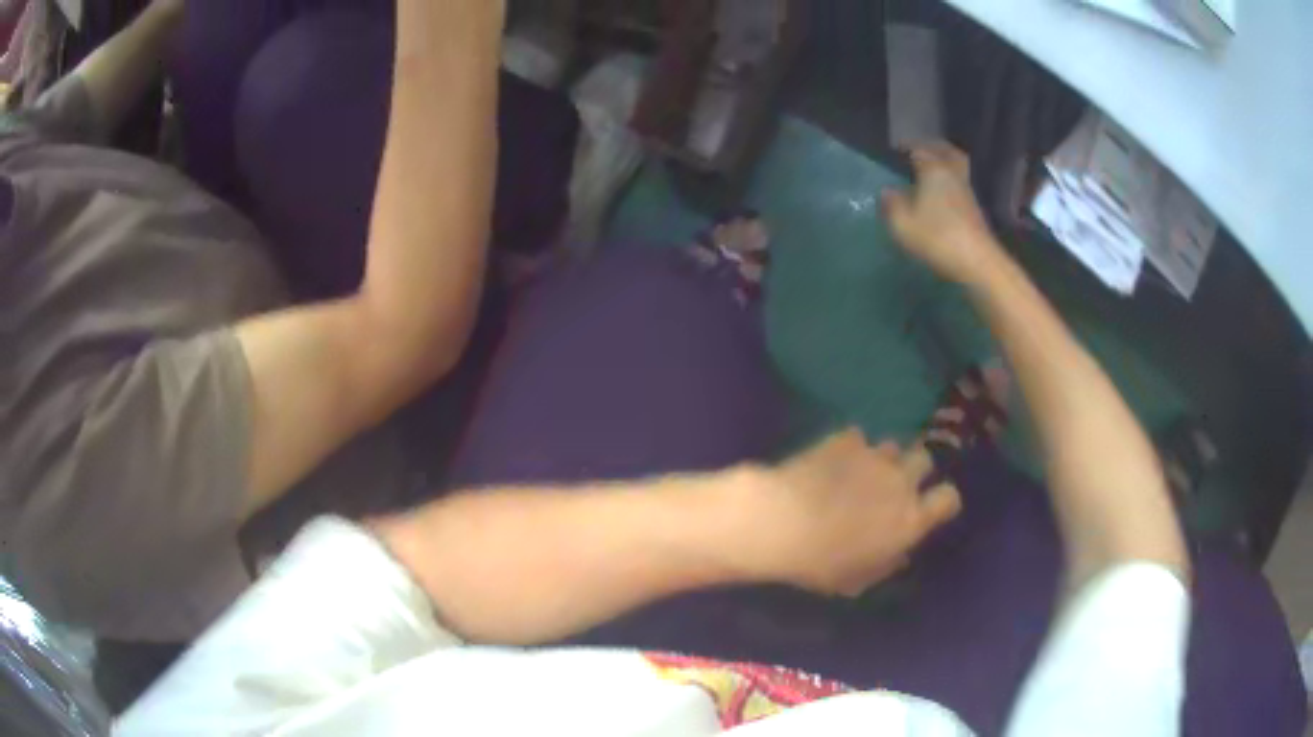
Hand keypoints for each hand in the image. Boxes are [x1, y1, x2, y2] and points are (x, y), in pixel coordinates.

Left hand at [736, 429, 961, 596]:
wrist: (783, 523)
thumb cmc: (821, 563)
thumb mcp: (856, 579)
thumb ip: (885, 564)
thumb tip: (900, 554)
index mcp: (911, 519)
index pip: (949, 498)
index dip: (942, 501)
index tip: (929, 508)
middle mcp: (901, 482)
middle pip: (925, 460)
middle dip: (914, 470)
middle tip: (892, 487)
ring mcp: (873, 456)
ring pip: (893, 446)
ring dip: (881, 459)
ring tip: (858, 472)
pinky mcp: (844, 439)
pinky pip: (857, 437)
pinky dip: (848, 447)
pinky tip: (831, 460)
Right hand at [882, 142, 1003, 285]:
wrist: (978, 262)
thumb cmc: (937, 237)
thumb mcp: (903, 224)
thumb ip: (892, 204)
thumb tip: (887, 191)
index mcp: (933, 170)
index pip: (919, 149)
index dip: (906, 147)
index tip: (896, 150)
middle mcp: (952, 174)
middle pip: (946, 151)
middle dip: (932, 147)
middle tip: (919, 150)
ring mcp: (967, 192)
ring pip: (955, 167)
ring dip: (944, 164)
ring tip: (928, 172)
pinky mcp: (974, 210)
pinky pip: (959, 185)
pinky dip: (949, 182)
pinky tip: (939, 194)